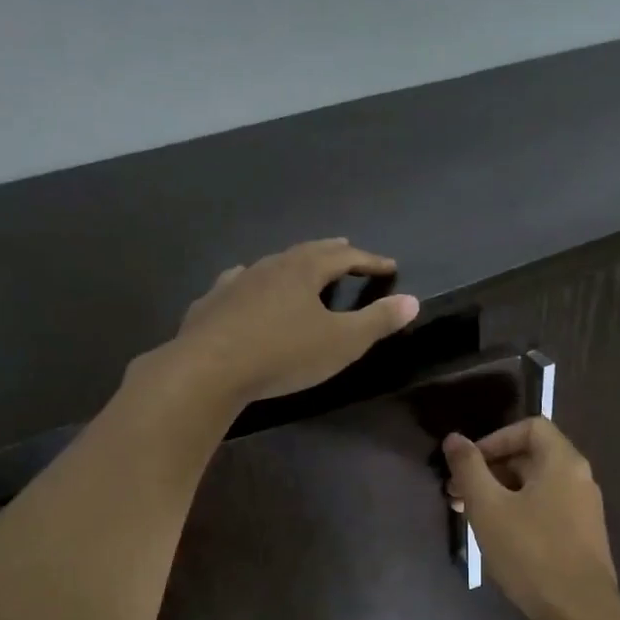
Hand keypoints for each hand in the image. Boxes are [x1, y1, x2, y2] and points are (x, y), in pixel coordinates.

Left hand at [164, 239, 419, 404]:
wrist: (208, 369)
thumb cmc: (284, 354)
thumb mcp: (342, 343)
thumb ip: (377, 321)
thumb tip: (411, 301)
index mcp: (304, 271)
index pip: (345, 258)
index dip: (369, 261)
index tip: (389, 266)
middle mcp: (270, 267)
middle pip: (306, 252)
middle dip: (331, 252)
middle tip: (347, 251)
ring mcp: (235, 283)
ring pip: (271, 264)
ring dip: (292, 264)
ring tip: (301, 267)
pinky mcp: (211, 304)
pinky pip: (237, 283)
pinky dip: (252, 282)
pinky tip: (244, 285)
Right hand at [442, 417, 619, 619]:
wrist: (580, 613)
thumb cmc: (531, 553)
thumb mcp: (489, 508)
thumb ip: (469, 468)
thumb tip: (454, 438)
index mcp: (562, 461)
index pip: (529, 427)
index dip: (494, 439)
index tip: (469, 465)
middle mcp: (579, 477)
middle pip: (530, 456)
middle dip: (490, 470)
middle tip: (457, 495)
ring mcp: (584, 508)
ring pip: (535, 485)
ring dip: (500, 493)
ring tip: (469, 516)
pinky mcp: (582, 535)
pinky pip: (546, 508)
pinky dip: (518, 511)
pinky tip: (497, 536)